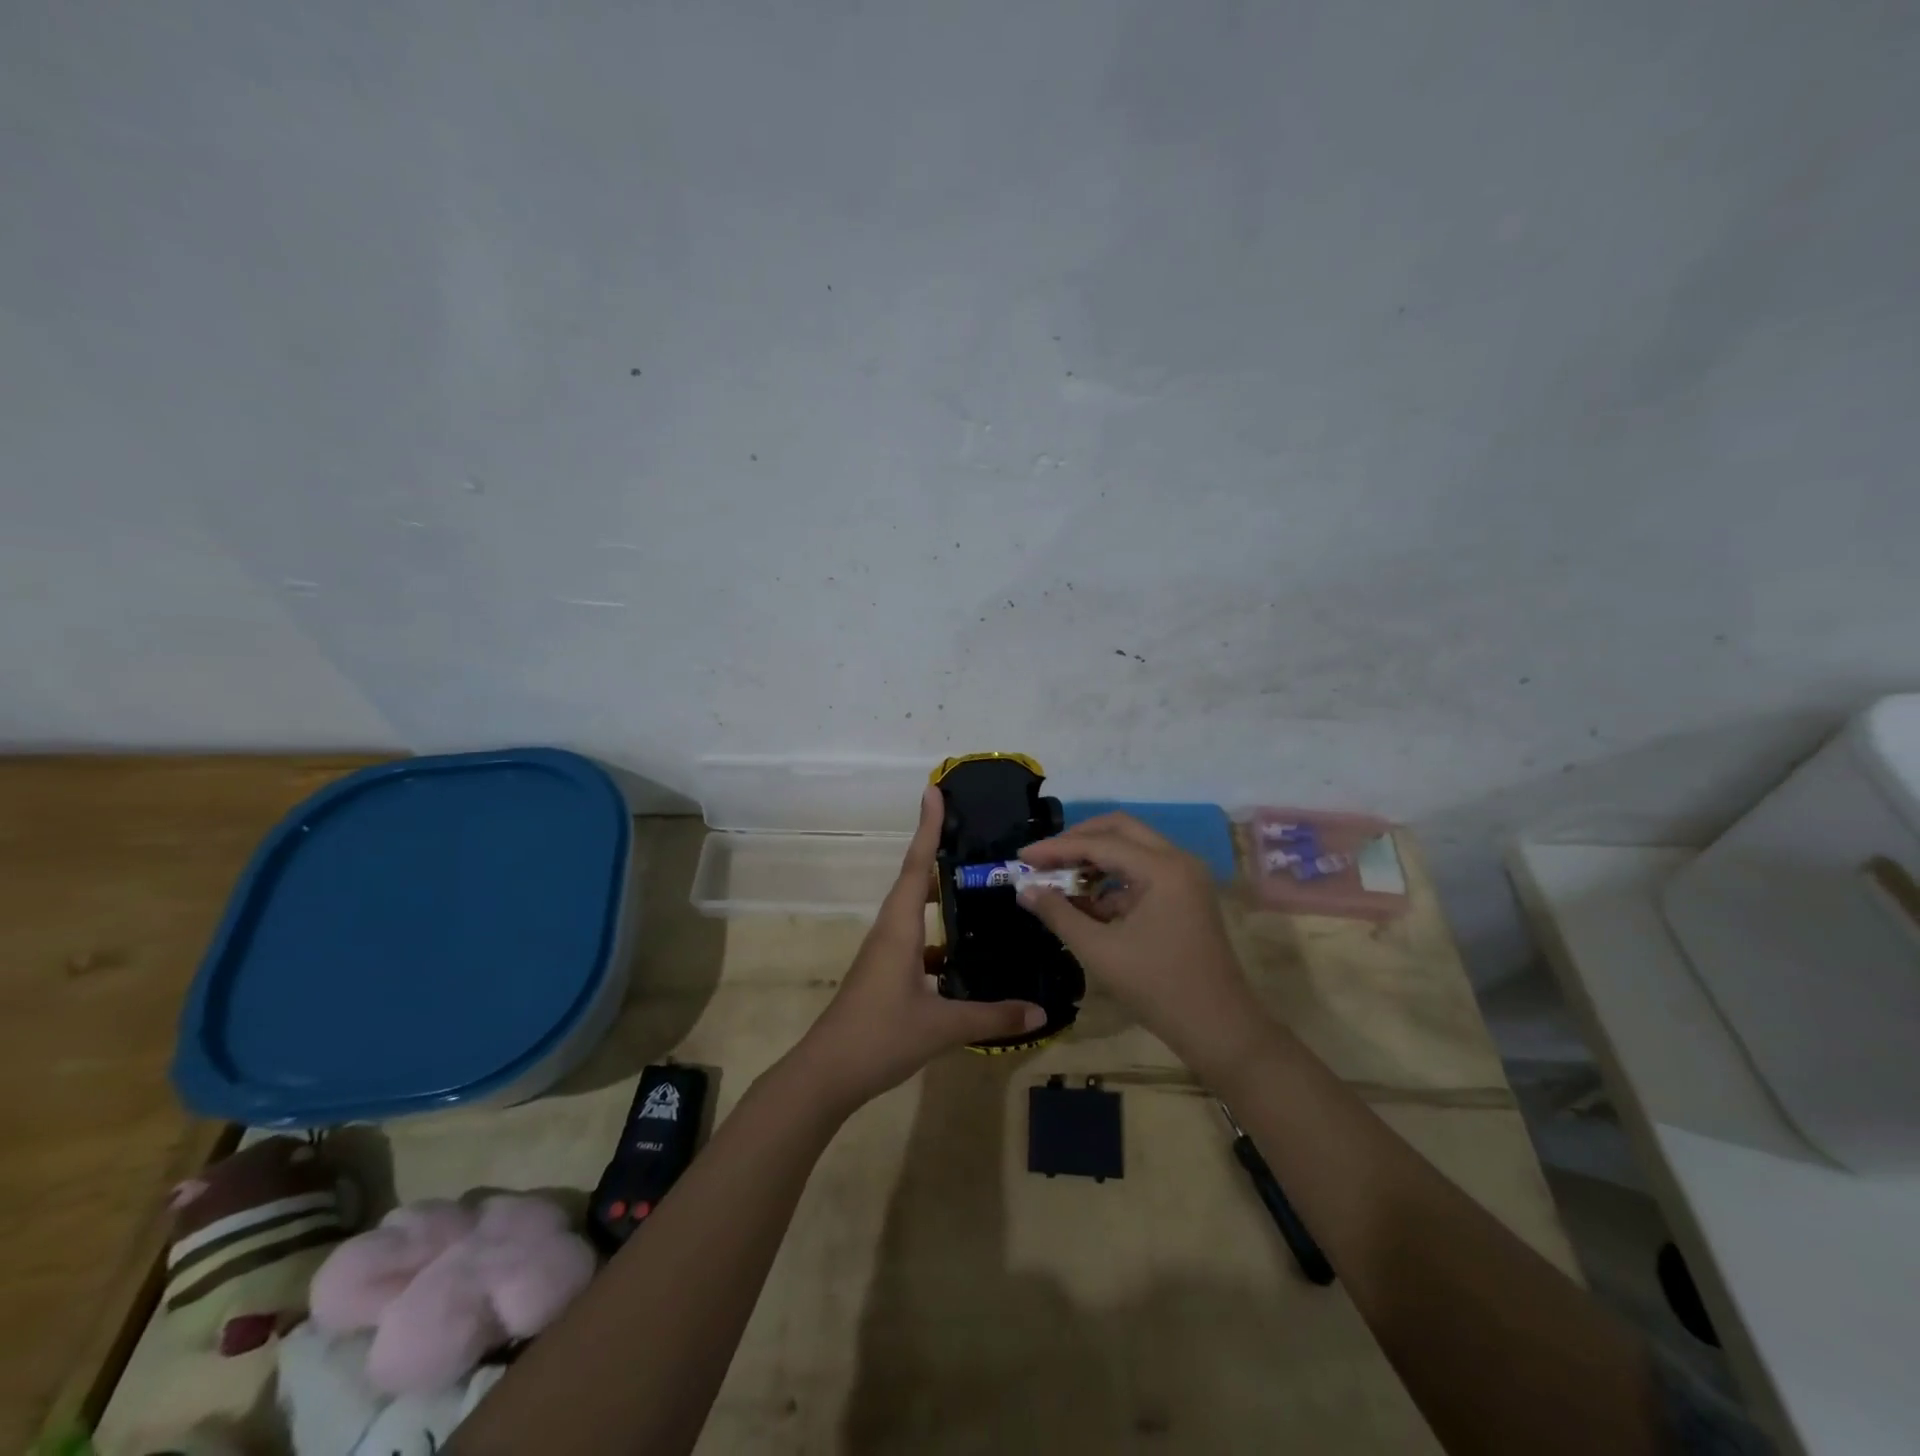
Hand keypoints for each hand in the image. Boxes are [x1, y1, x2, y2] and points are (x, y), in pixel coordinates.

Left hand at [792, 786, 1047, 1110]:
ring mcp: (885, 953)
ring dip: (940, 894)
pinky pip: (916, 940)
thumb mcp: (942, 1026)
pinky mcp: (886, 973)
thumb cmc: (879, 1037)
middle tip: (974, 836)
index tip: (934, 790)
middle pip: (916, 880)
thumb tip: (1041, 1012)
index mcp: (899, 927)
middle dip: (939, 853)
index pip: (918, 864)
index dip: (928, 826)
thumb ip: (993, 1016)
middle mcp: (890, 930)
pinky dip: (939, 935)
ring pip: (915, 910)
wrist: (825, 1074)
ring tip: (977, 885)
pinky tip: (964, 951)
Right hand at [1017, 813, 1268, 1078]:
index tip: (1022, 857)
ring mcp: (1184, 877)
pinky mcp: (1184, 896)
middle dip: (1078, 841)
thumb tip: (1025, 890)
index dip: (1056, 848)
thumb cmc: (1158, 988)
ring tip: (1059, 881)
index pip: (1100, 843)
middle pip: (1119, 830)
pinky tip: (1085, 904)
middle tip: (1044, 859)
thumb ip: (1059, 914)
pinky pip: (1142, 873)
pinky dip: (1112, 882)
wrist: (1219, 1029)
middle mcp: (1178, 860)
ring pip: (1131, 849)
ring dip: (1094, 860)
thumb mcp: (1099, 951)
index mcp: (1163, 868)